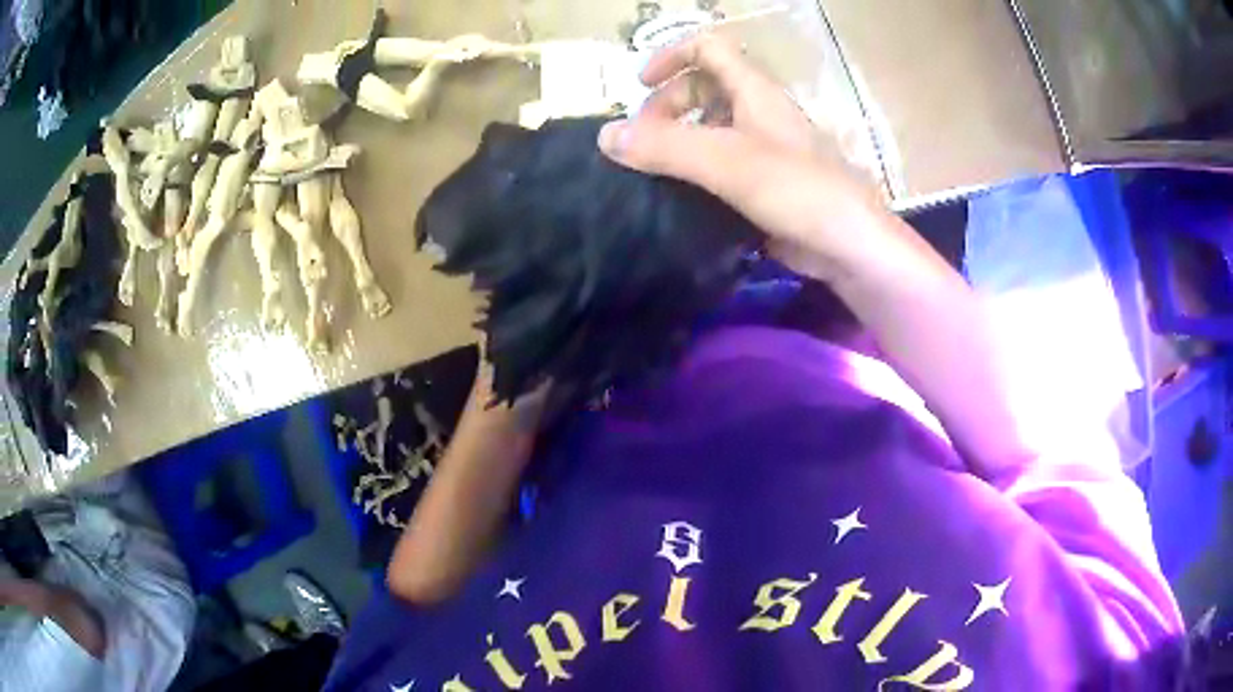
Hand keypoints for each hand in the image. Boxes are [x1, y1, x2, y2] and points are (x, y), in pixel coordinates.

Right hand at [598, 34, 884, 281]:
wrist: (850, 246)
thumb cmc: (798, 190)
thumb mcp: (727, 162)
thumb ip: (666, 146)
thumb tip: (606, 136)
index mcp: (754, 92)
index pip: (709, 48)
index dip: (671, 57)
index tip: (639, 86)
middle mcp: (759, 113)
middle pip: (704, 88)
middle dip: (667, 106)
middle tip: (645, 143)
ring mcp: (764, 149)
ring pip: (711, 129)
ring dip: (679, 142)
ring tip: (653, 173)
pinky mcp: (765, 184)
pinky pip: (721, 166)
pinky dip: (696, 173)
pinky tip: (678, 197)